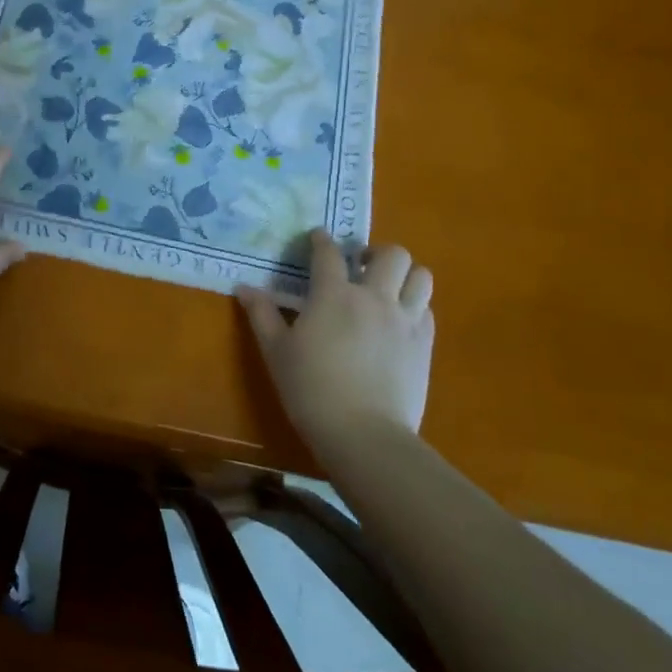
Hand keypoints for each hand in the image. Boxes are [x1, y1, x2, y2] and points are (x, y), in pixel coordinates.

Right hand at [236, 229, 434, 454]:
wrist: (364, 434)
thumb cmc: (311, 389)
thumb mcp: (276, 351)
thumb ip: (262, 315)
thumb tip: (244, 288)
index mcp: (333, 294)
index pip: (329, 253)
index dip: (321, 240)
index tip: (317, 238)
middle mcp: (374, 297)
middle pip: (391, 254)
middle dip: (375, 252)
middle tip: (360, 266)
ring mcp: (404, 320)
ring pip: (421, 276)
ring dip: (404, 275)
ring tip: (388, 287)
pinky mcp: (424, 344)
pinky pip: (427, 309)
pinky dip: (415, 306)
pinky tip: (399, 321)